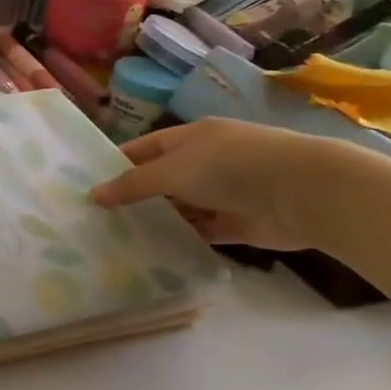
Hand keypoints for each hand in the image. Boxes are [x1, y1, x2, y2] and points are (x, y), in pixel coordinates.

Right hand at [89, 118, 345, 249]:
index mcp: (191, 137)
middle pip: (163, 179)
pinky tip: (158, 252)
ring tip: (122, 238)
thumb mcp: (171, 170)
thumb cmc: (229, 166)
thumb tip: (94, 195)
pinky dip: (185, 239)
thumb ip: (133, 185)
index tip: (90, 184)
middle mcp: (206, 161)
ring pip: (183, 207)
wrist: (301, 191)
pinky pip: (205, 231)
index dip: (119, 163)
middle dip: (136, 196)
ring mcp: (225, 192)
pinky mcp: (240, 223)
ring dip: (160, 220)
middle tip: (100, 218)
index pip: (145, 148)